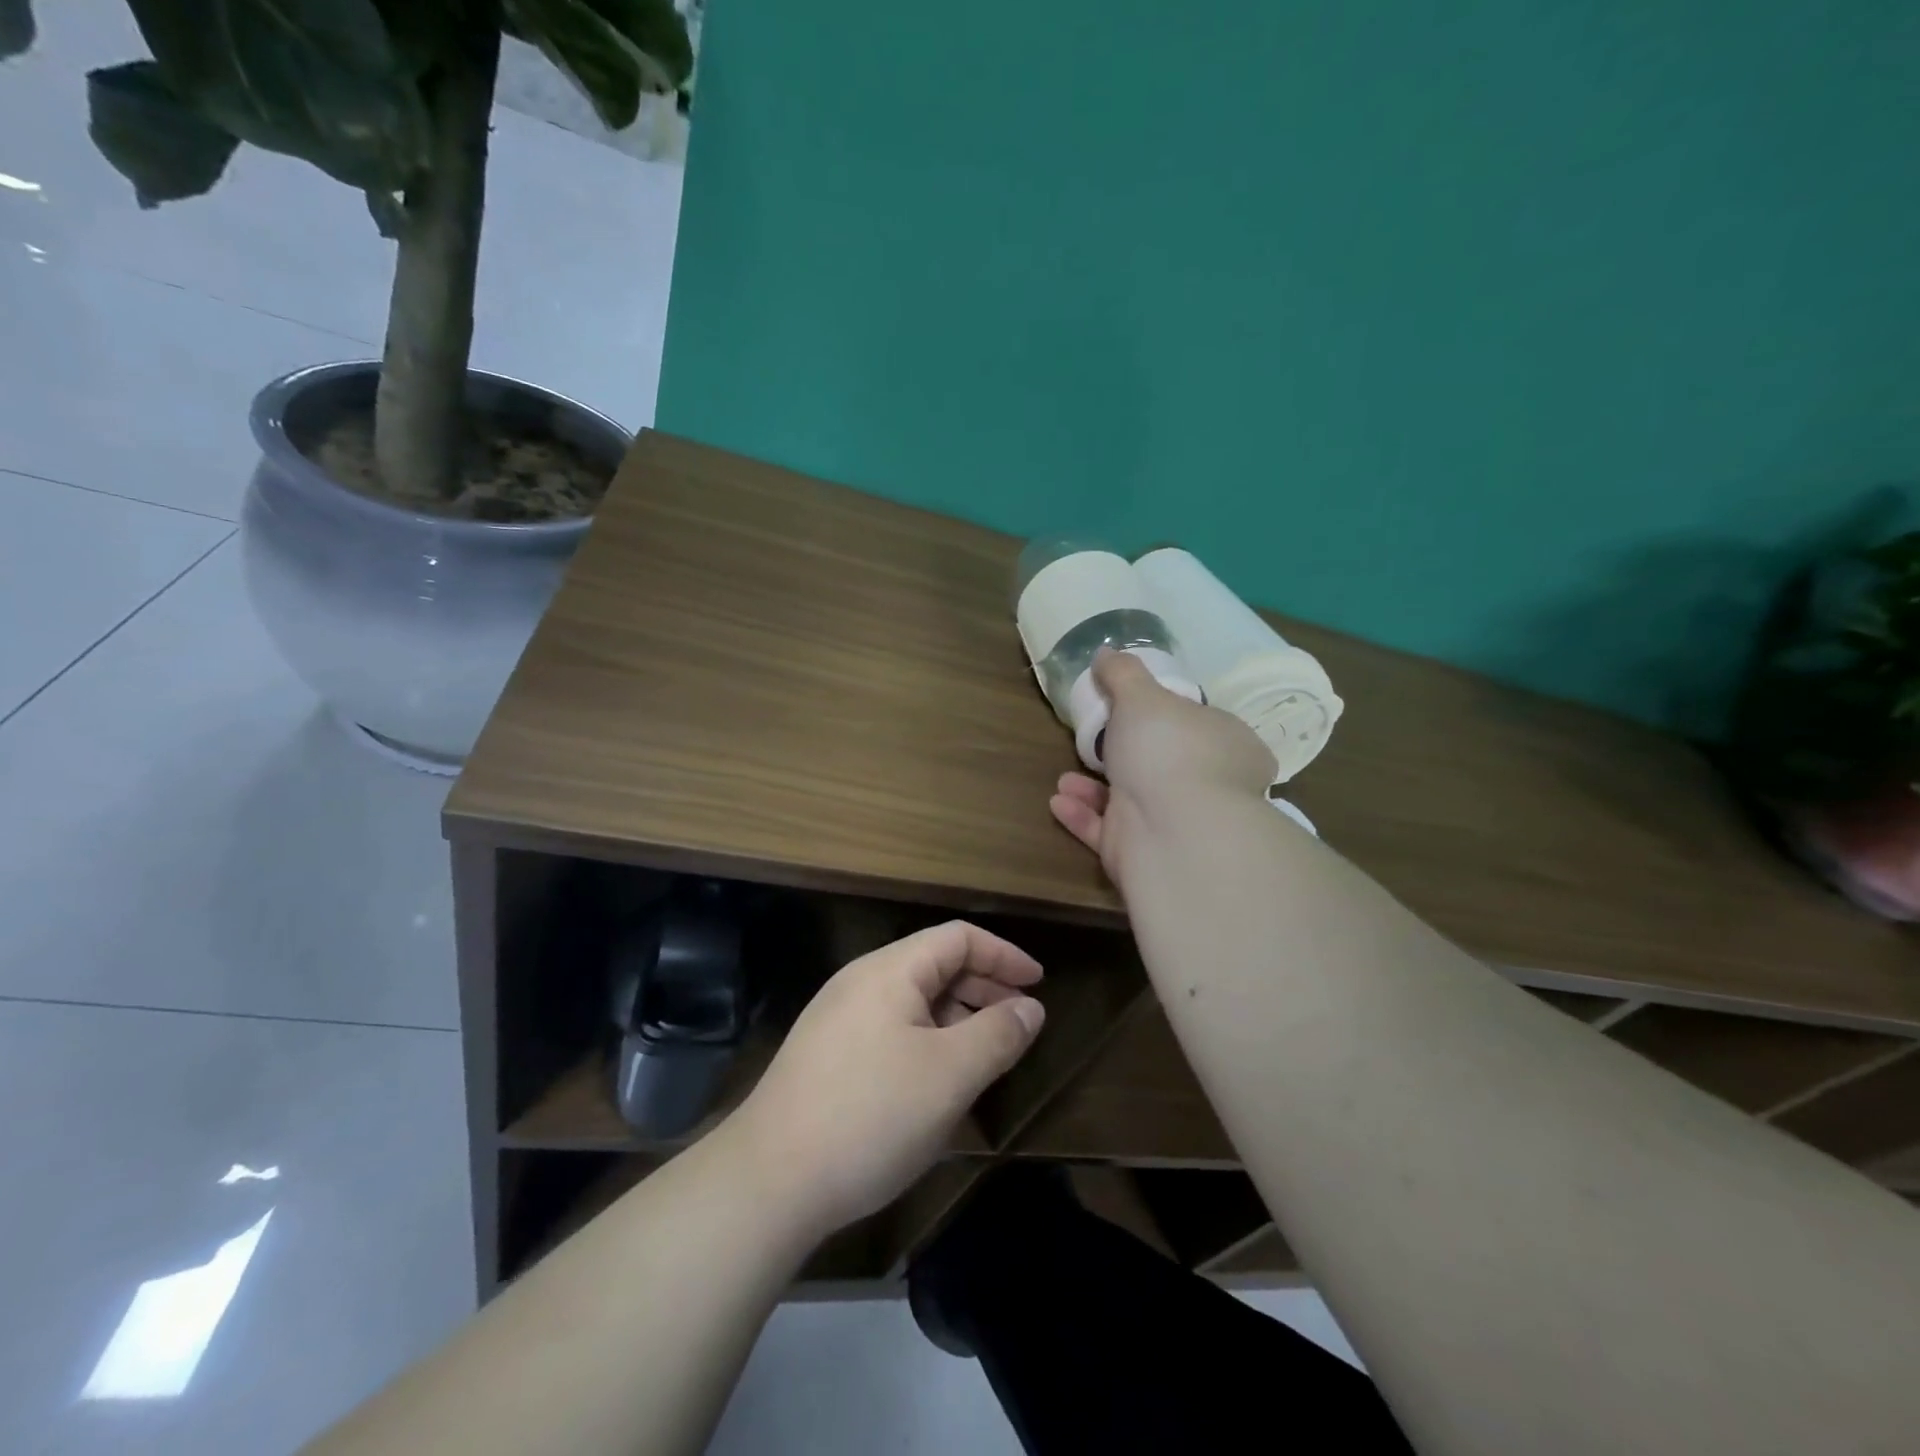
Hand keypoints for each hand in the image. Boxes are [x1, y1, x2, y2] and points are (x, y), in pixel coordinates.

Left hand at [727, 921, 1045, 1239]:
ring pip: (913, 1001)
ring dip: (956, 1017)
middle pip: (934, 965)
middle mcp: (861, 982)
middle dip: (983, 986)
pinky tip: (939, 1080)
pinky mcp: (827, 1054)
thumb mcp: (949, 1075)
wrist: (769, 1181)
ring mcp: (838, 1018)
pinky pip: (891, 1029)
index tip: (1039, 984)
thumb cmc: (871, 1115)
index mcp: (890, 971)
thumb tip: (1030, 1007)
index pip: (958, 938)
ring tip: (987, 1054)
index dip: (1003, 955)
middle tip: (1020, 1021)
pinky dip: (928, 1040)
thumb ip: (997, 1034)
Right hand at [1050, 649, 1276, 880]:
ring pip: (1133, 802)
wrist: (1172, 833)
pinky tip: (1058, 802)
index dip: (1171, 718)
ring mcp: (1180, 824)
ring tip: (1065, 777)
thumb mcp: (1141, 697)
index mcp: (1229, 745)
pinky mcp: (1148, 854)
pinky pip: (1111, 832)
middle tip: (1094, 744)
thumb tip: (1106, 653)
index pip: (1203, 727)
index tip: (1136, 713)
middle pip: (1165, 766)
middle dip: (1124, 756)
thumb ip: (1122, 674)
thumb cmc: (1168, 751)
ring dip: (1094, 789)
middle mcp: (1211, 787)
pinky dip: (1084, 817)